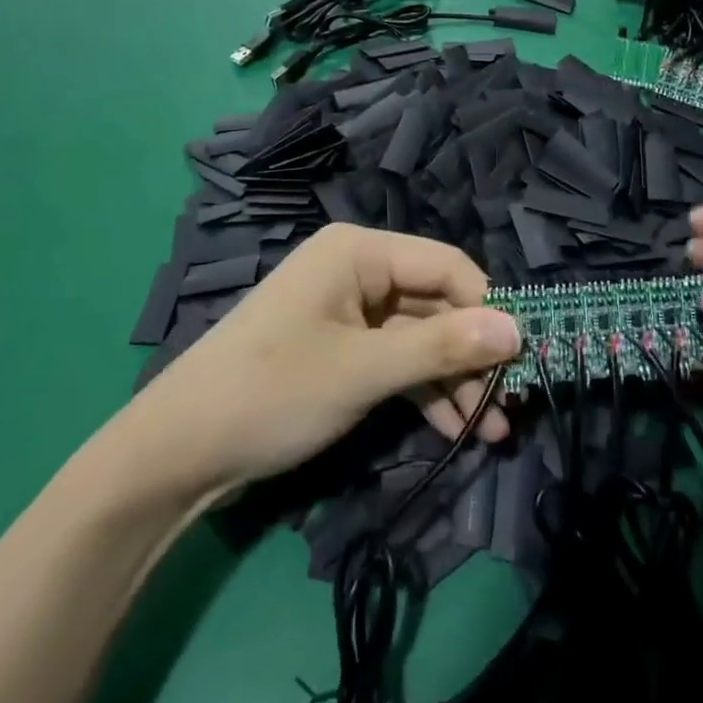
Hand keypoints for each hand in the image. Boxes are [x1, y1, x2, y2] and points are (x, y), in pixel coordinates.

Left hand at [133, 224, 521, 494]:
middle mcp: (355, 270)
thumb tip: (517, 330)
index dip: (488, 307)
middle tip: (511, 406)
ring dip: (452, 380)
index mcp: (358, 251)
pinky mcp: (337, 350)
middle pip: (433, 304)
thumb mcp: (363, 371)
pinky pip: (392, 360)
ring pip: (417, 337)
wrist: (177, 451)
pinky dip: (421, 390)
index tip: (525, 357)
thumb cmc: (273, 392)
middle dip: (471, 355)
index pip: (445, 265)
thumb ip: (442, 348)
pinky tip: (453, 427)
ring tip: (492, 430)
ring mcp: (345, 312)